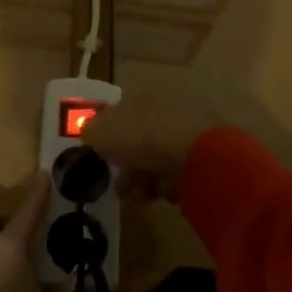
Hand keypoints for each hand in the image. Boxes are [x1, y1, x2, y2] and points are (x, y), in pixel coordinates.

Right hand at [80, 90, 224, 203]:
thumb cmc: (140, 136)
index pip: (121, 117)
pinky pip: (177, 173)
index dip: (109, 140)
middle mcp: (165, 111)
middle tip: (122, 187)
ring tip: (142, 193)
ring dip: (144, 180)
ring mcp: (186, 133)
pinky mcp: (203, 157)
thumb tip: (89, 132)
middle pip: (139, 143)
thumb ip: (90, 130)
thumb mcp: (101, 131)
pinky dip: (168, 184)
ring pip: (157, 161)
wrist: (192, 154)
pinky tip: (166, 189)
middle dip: (127, 169)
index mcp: (143, 98)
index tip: (102, 161)